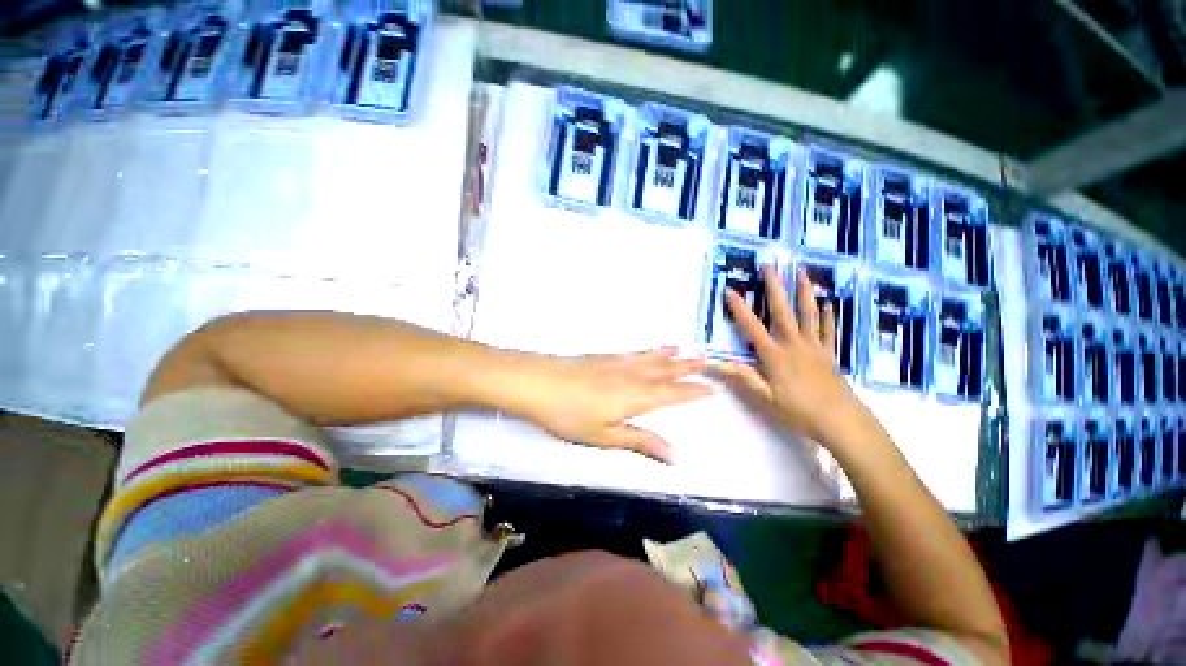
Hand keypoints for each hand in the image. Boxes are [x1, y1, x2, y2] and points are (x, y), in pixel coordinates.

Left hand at [519, 348, 712, 462]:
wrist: (538, 382)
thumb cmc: (570, 415)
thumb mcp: (604, 436)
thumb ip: (639, 442)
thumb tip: (674, 456)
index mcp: (636, 397)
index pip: (672, 394)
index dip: (692, 391)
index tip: (711, 387)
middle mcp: (631, 376)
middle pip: (664, 371)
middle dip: (685, 367)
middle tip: (705, 359)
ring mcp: (616, 363)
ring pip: (649, 358)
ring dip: (667, 355)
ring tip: (681, 348)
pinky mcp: (601, 357)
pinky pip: (632, 352)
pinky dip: (645, 350)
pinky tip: (645, 351)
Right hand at [713, 267, 868, 446]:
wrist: (840, 421)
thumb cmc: (798, 411)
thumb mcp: (765, 398)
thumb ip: (743, 377)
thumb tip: (716, 363)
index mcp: (774, 355)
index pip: (752, 327)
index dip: (739, 308)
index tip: (730, 290)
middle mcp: (793, 344)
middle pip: (782, 311)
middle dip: (774, 286)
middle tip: (769, 265)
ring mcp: (814, 347)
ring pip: (809, 314)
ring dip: (804, 291)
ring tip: (802, 272)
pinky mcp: (829, 354)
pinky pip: (828, 330)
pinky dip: (827, 316)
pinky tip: (828, 303)